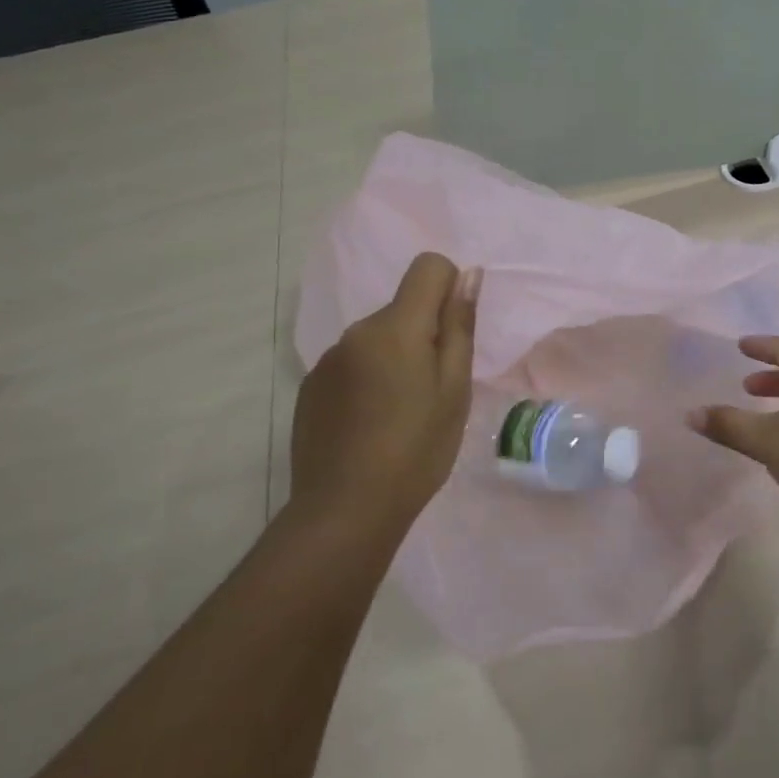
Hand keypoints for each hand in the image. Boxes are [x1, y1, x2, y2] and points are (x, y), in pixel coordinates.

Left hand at [289, 253, 479, 534]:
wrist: (345, 511)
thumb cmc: (417, 448)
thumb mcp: (455, 389)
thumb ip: (459, 326)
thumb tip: (467, 275)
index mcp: (396, 326)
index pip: (428, 266)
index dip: (450, 288)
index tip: (453, 336)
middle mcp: (356, 331)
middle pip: (403, 308)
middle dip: (424, 333)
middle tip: (433, 390)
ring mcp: (328, 360)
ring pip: (377, 339)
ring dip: (395, 359)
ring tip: (401, 413)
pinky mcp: (311, 387)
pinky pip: (352, 364)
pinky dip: (368, 380)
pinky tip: (370, 425)